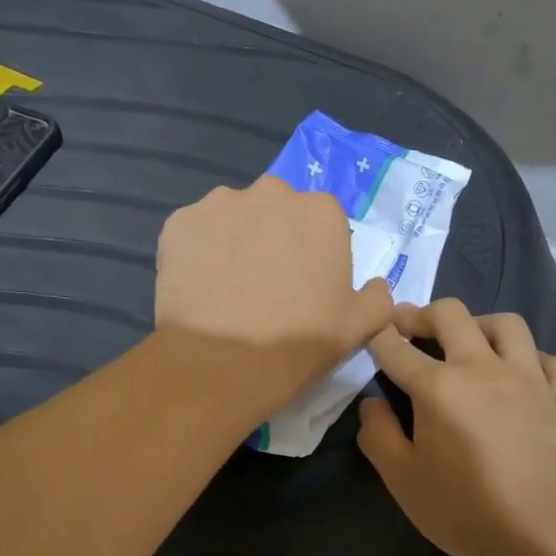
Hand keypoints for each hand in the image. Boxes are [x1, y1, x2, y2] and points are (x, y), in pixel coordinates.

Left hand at [156, 176, 394, 421]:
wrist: (222, 363)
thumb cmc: (298, 342)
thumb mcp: (359, 327)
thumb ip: (377, 298)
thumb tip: (376, 287)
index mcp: (321, 212)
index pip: (323, 223)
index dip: (315, 254)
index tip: (305, 285)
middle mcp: (272, 192)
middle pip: (278, 211)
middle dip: (275, 238)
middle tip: (267, 285)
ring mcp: (220, 203)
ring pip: (235, 218)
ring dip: (236, 241)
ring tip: (229, 288)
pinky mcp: (179, 222)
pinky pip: (196, 232)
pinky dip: (200, 252)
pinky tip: (202, 287)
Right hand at [357, 300, 555, 555]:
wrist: (549, 532)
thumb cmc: (468, 510)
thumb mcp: (405, 482)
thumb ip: (380, 437)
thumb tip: (371, 403)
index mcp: (438, 387)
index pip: (397, 347)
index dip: (378, 334)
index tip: (370, 331)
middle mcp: (483, 368)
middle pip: (450, 315)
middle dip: (422, 314)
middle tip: (409, 326)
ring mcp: (529, 378)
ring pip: (505, 324)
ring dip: (479, 324)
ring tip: (469, 342)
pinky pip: (547, 358)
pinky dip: (528, 358)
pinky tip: (521, 374)